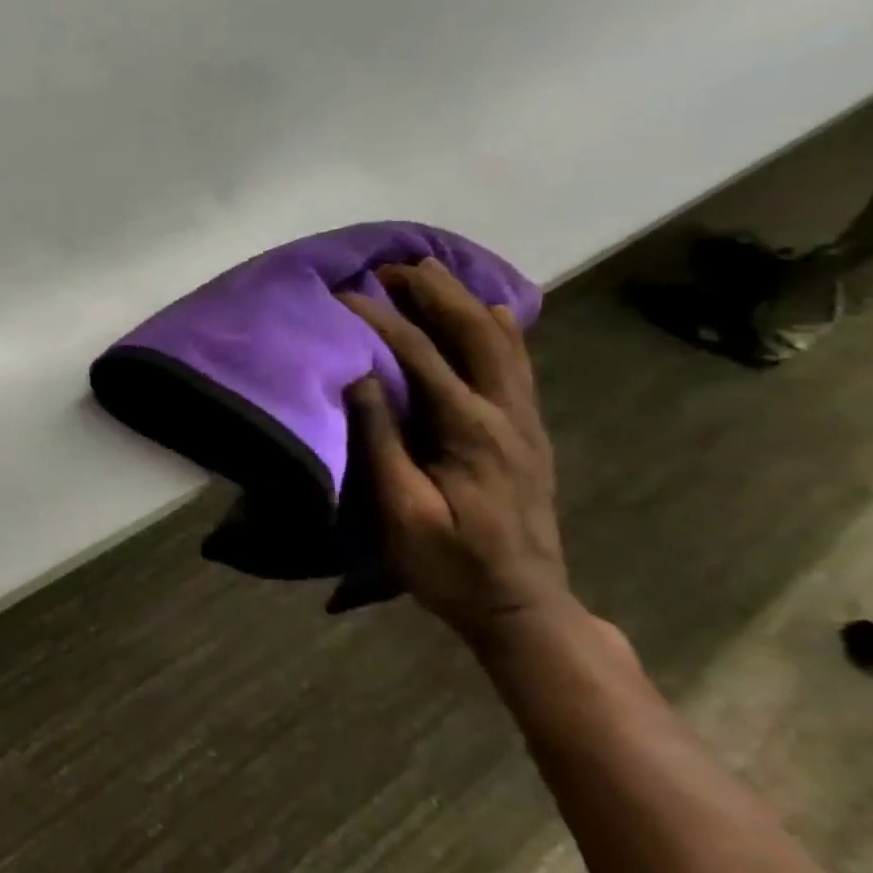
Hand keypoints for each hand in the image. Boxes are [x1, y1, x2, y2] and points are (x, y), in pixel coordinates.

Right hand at [339, 260, 576, 645]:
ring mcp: (525, 420)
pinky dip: (502, 328)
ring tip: (430, 273)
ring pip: (503, 341)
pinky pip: (518, 364)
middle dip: (432, 292)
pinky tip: (493, 311)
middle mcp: (506, 412)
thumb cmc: (449, 564)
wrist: (522, 606)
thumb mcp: (401, 512)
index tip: (343, 294)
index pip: (421, 355)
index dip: (380, 319)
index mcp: (470, 430)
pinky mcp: (529, 431)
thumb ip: (381, 441)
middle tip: (391, 266)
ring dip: (464, 300)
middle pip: (474, 331)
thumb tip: (360, 375)